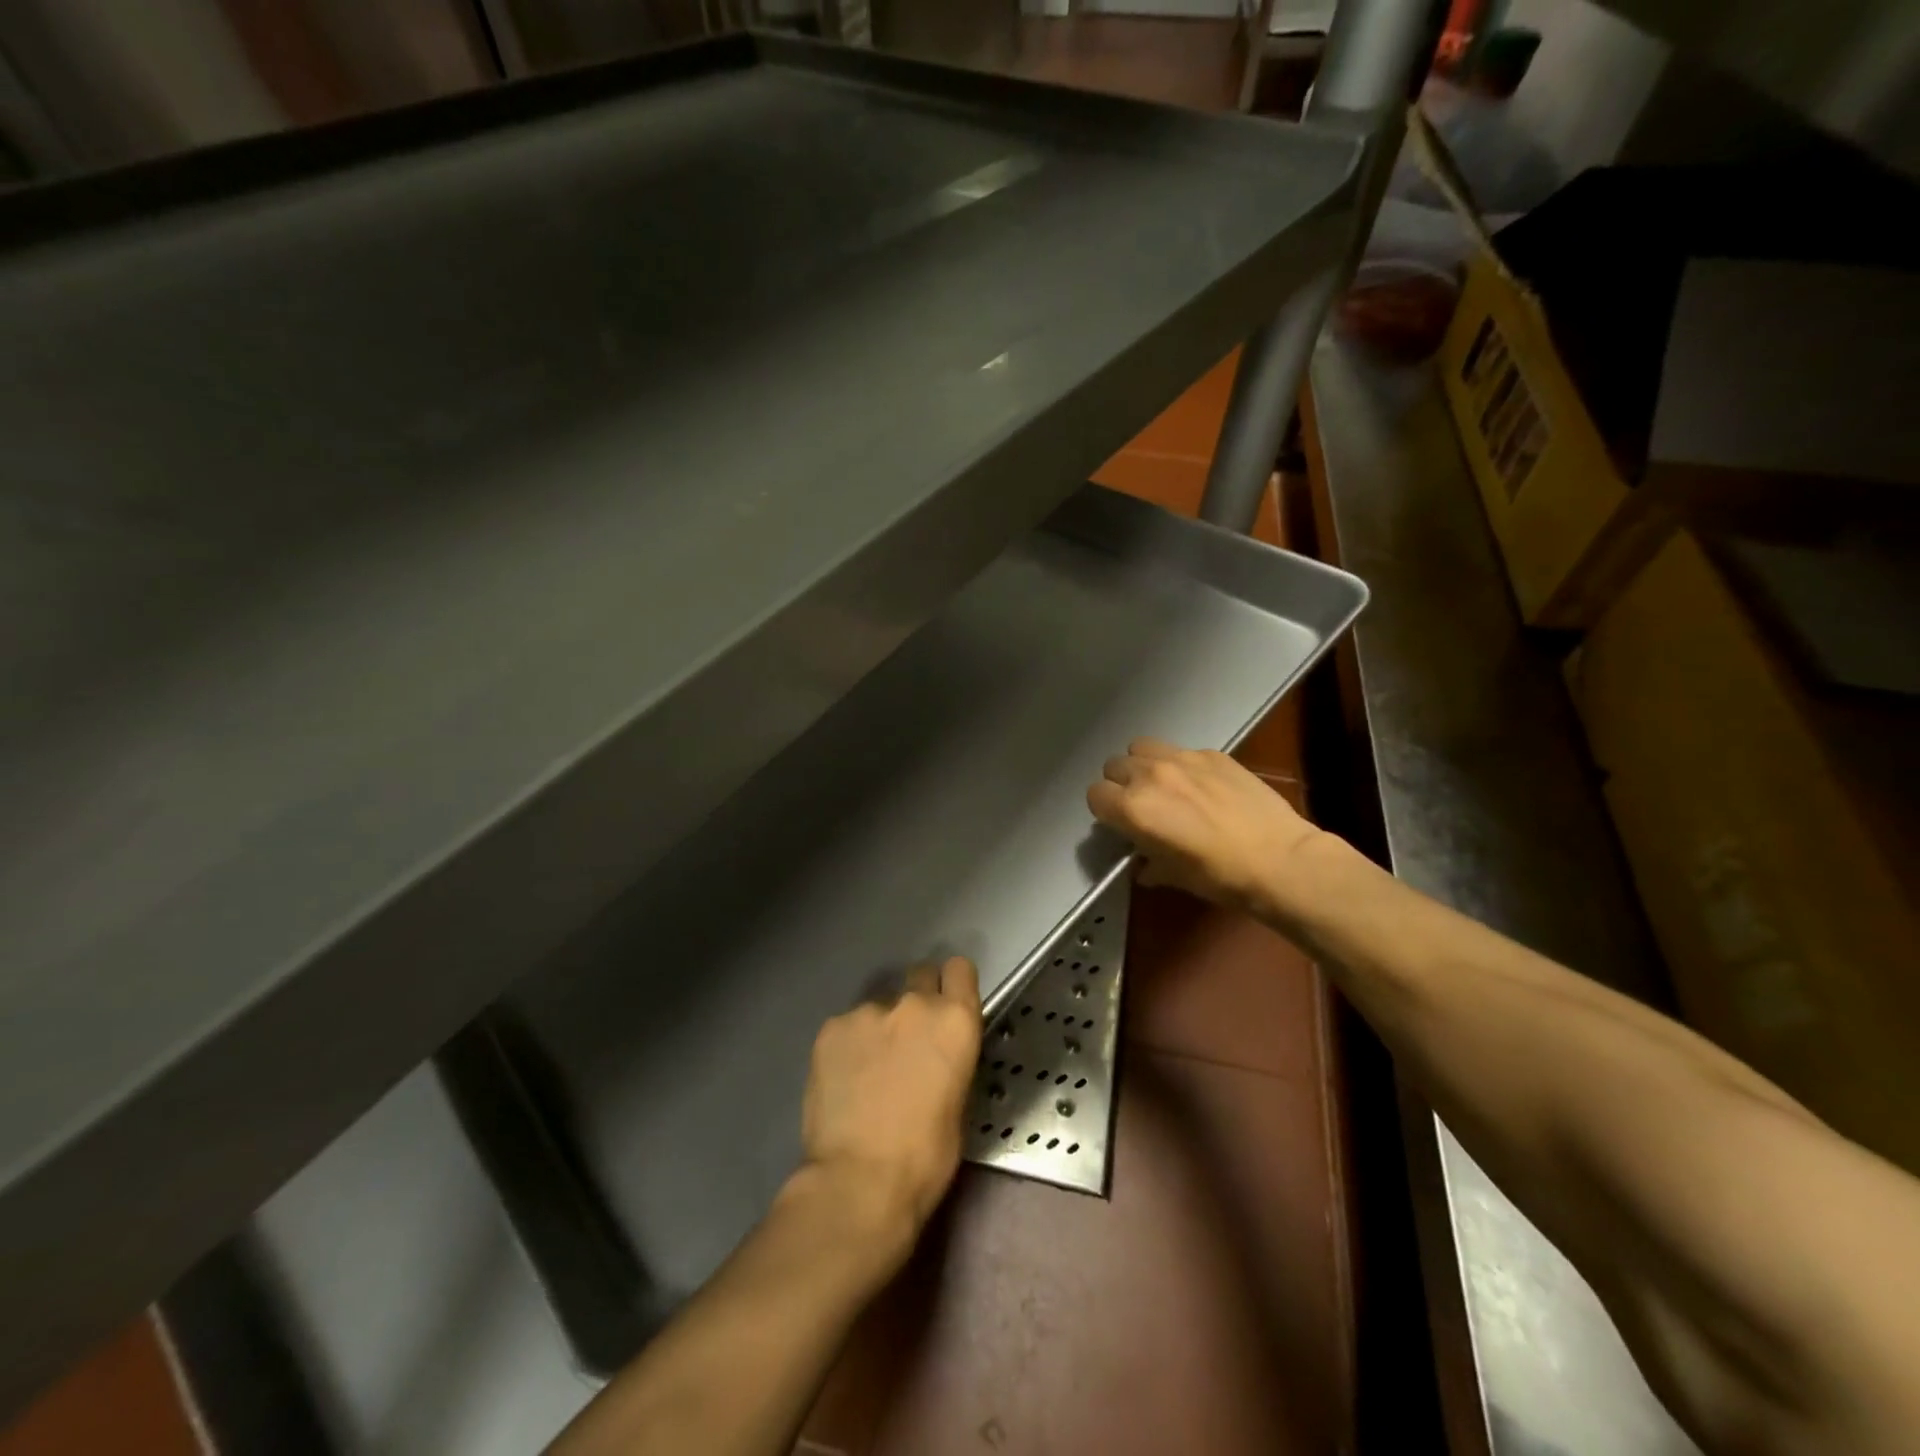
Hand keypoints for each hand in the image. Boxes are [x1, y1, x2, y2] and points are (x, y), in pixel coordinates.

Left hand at [797, 957, 981, 1255]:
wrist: (859, 1181)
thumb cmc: (925, 1156)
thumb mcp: (959, 1102)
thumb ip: (950, 1058)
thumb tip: (937, 1054)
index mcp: (954, 1020)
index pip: (960, 969)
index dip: (954, 985)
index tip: (948, 1005)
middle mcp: (914, 1003)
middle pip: (919, 976)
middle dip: (917, 1001)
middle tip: (908, 1042)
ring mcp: (868, 1011)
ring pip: (879, 1007)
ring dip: (880, 1029)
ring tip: (868, 1073)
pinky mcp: (831, 1027)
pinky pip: (847, 1027)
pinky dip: (848, 1046)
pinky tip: (844, 1081)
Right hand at [1087, 738, 1323, 915]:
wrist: (1280, 860)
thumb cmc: (1220, 876)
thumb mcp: (1174, 876)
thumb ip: (1149, 863)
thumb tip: (1143, 863)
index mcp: (1133, 808)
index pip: (1095, 795)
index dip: (1105, 811)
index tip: (1120, 824)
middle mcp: (1150, 776)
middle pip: (1114, 766)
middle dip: (1122, 785)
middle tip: (1142, 805)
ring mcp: (1182, 759)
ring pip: (1142, 747)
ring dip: (1144, 765)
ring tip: (1165, 785)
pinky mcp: (1212, 753)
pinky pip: (1181, 751)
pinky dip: (1181, 765)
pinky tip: (1203, 786)